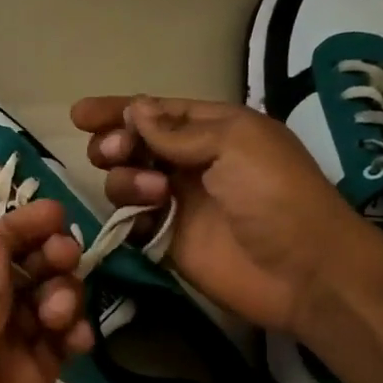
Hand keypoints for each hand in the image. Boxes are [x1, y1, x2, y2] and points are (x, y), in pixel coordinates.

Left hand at [0, 200, 93, 382]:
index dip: (9, 232)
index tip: (51, 214)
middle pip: (11, 275)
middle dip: (41, 259)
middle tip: (67, 257)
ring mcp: (2, 357)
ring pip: (39, 305)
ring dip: (59, 295)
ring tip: (66, 313)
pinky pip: (57, 344)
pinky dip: (72, 334)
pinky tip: (80, 342)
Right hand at [70, 95, 359, 333]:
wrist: (304, 272)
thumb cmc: (276, 196)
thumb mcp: (235, 145)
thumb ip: (180, 131)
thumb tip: (134, 110)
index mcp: (214, 130)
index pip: (156, 112)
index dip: (117, 110)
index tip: (79, 115)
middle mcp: (192, 162)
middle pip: (134, 145)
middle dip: (116, 144)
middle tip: (115, 153)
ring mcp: (179, 204)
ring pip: (127, 181)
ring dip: (127, 180)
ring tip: (154, 194)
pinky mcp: (169, 242)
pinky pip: (133, 222)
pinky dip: (127, 217)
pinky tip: (142, 220)